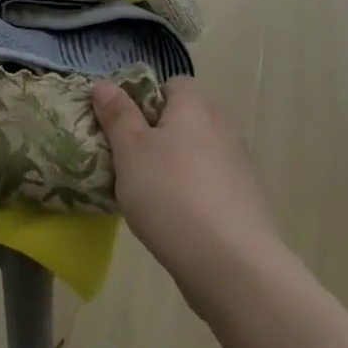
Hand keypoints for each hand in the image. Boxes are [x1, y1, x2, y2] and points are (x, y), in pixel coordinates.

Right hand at [92, 77, 280, 315]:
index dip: (145, 98)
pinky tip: (172, 217)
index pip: (172, 84)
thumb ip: (117, 114)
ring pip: (195, 152)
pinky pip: (207, 182)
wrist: (231, 263)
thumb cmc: (171, 194)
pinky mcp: (243, 200)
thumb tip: (104, 84)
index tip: (122, 125)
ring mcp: (237, 165)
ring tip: (144, 192)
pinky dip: (190, 191)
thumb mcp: (130, 150)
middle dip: (155, 133)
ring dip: (172, 164)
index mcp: (195, 106)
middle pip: (183, 118)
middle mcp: (221, 127)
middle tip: (126, 158)